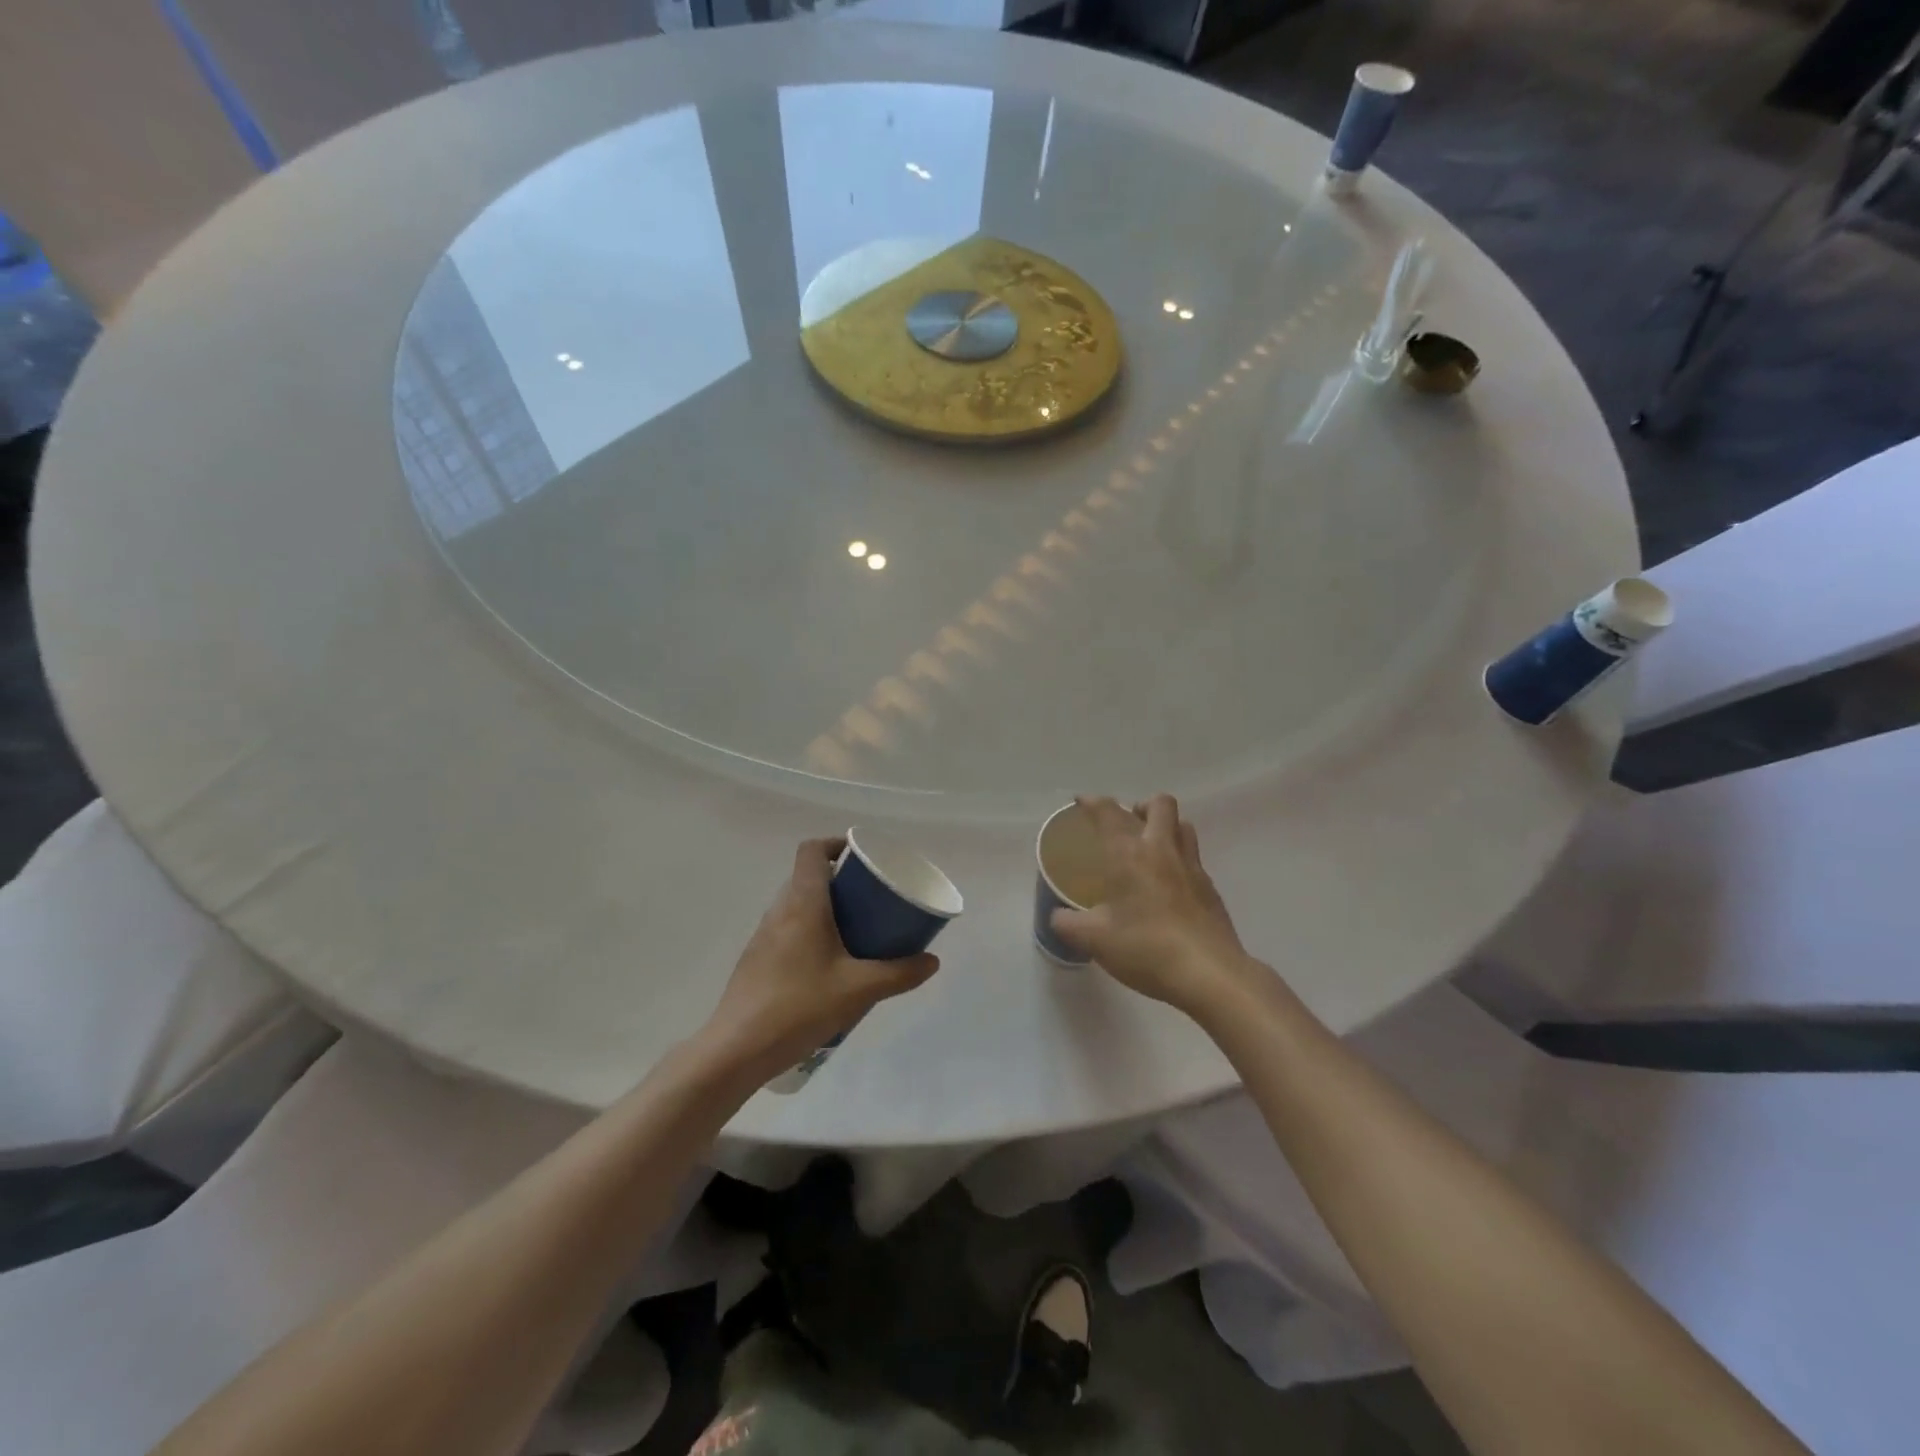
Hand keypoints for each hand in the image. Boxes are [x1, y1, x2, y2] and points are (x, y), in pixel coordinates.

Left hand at [699, 838, 938, 1082]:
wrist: (737, 1049)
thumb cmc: (800, 1006)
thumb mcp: (859, 989)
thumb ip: (899, 973)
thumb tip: (932, 961)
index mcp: (803, 904)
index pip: (812, 850)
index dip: (836, 844)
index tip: (862, 858)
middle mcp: (779, 911)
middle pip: (807, 876)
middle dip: (840, 881)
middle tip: (870, 899)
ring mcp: (763, 937)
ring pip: (797, 905)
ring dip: (825, 908)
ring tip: (855, 932)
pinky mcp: (757, 961)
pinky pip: (788, 930)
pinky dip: (810, 933)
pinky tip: (828, 966)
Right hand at [1050, 795, 1263, 1018]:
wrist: (1209, 974)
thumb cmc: (1146, 948)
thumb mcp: (1093, 940)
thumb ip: (1068, 924)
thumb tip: (1057, 916)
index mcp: (1129, 854)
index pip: (1109, 812)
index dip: (1092, 802)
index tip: (1081, 801)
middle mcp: (1162, 850)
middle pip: (1160, 804)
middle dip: (1140, 806)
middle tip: (1126, 825)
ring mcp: (1192, 868)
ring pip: (1183, 826)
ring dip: (1166, 827)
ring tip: (1150, 848)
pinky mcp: (1211, 889)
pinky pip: (1194, 858)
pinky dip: (1179, 861)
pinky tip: (1168, 887)